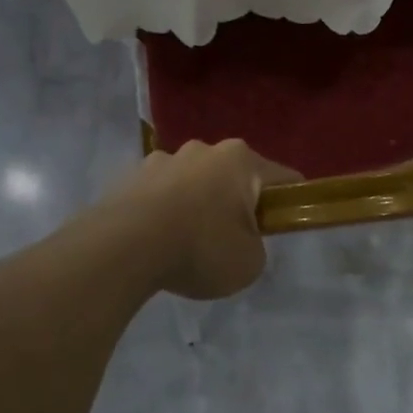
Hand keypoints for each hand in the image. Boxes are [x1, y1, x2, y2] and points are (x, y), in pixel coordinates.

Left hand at [98, 140, 300, 299]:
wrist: (122, 248)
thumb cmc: (200, 248)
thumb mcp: (250, 262)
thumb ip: (255, 245)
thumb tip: (239, 238)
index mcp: (240, 160)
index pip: (283, 178)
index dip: (291, 203)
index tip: (285, 225)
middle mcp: (203, 149)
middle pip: (233, 176)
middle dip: (236, 203)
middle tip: (232, 241)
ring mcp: (162, 159)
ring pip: (193, 182)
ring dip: (197, 204)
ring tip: (186, 244)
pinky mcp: (130, 175)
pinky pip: (160, 194)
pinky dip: (164, 212)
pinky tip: (157, 241)